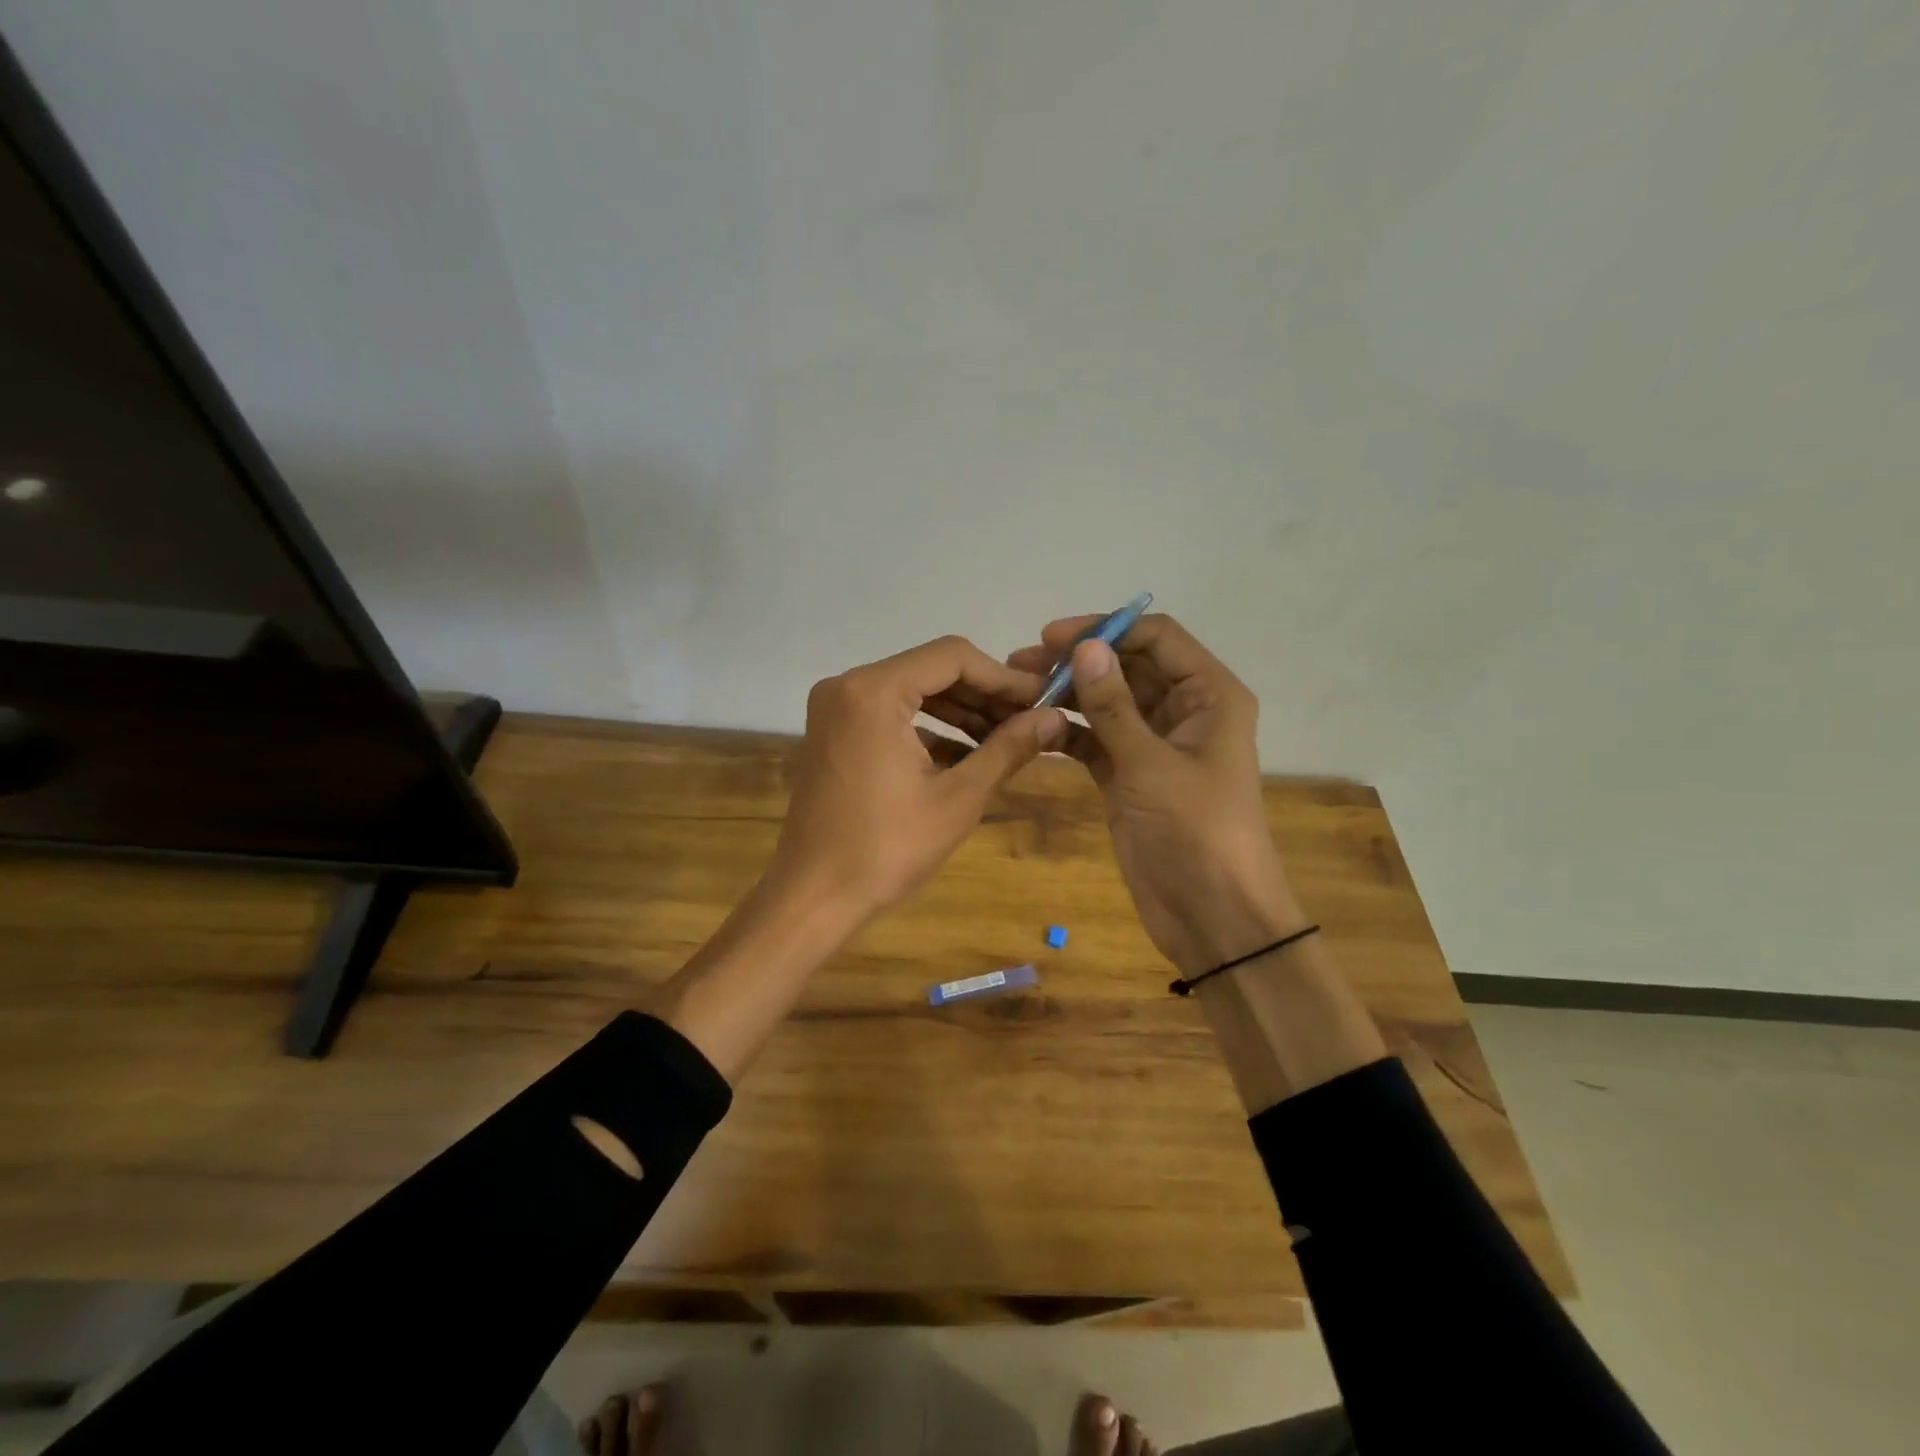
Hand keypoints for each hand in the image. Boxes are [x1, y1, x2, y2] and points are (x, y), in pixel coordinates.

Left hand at [768, 635, 1065, 928]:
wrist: (815, 898)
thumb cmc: (887, 849)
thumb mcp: (959, 798)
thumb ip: (1008, 748)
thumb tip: (1055, 717)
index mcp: (873, 691)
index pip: (952, 657)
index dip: (1003, 677)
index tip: (1043, 698)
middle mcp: (848, 686)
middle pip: (931, 670)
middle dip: (984, 695)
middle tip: (1032, 719)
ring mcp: (836, 709)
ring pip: (914, 693)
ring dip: (961, 712)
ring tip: (1009, 738)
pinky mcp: (835, 733)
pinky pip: (892, 715)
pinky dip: (931, 729)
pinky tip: (970, 755)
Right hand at [1009, 615, 1303, 975]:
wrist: (1213, 915)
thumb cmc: (1195, 831)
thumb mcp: (1151, 764)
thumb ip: (1113, 705)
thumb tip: (1083, 646)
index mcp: (1209, 695)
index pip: (1156, 638)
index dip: (1105, 629)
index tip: (1052, 637)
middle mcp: (1184, 710)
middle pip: (1127, 666)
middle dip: (1078, 661)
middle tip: (1019, 663)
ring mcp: (1153, 744)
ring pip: (1107, 702)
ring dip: (1067, 693)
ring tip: (1017, 688)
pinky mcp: (1129, 775)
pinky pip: (1095, 738)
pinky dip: (1067, 730)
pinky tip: (1032, 726)